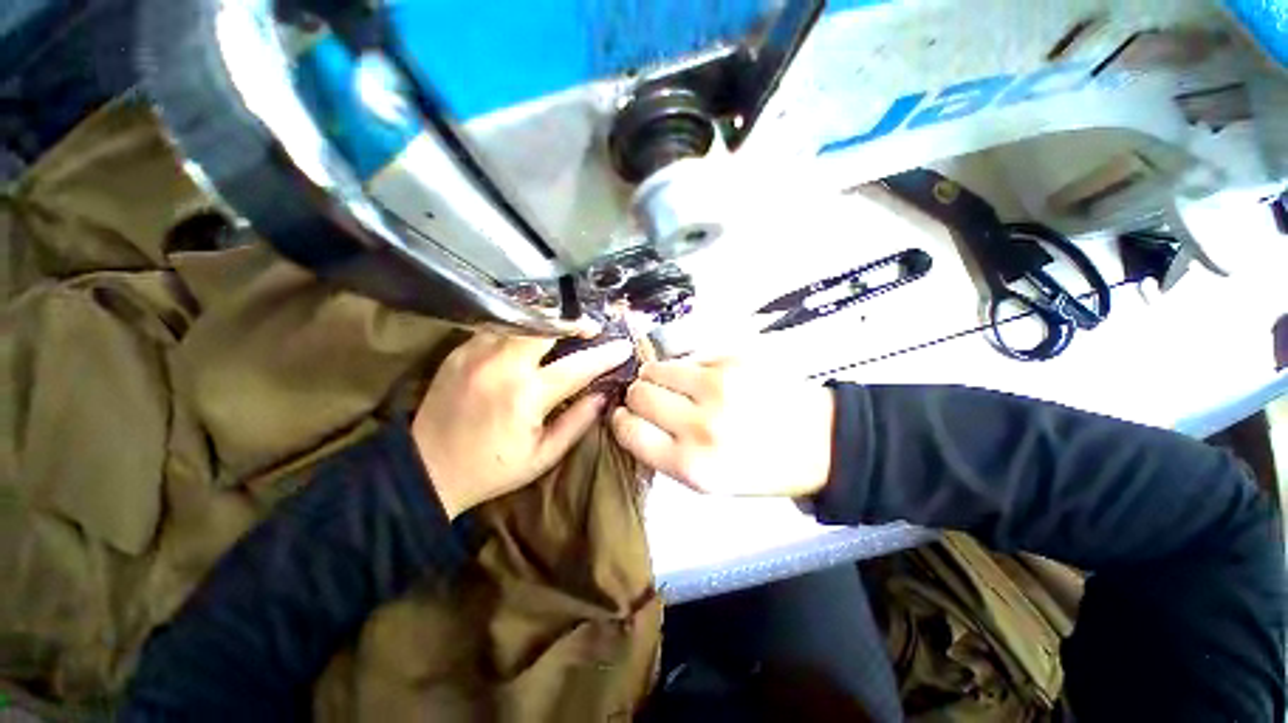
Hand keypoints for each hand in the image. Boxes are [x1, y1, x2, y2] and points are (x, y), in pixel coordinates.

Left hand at [412, 334, 632, 518]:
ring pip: (521, 320)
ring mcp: (476, 354)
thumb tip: (603, 395)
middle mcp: (501, 366)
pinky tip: (527, 340)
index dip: (605, 355)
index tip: (623, 346)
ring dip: (547, 322)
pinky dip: (519, 328)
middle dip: (574, 323)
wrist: (426, 470)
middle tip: (590, 328)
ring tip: (563, 330)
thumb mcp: (543, 456)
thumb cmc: (492, 468)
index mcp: (525, 395)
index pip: (577, 366)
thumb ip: (577, 422)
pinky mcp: (459, 352)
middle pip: (546, 326)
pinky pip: (497, 328)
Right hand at [611, 357, 835, 496]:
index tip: (626, 415)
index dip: (622, 420)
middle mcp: (701, 424)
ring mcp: (719, 386)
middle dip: (638, 395)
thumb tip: (632, 419)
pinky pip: (689, 356)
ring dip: (658, 375)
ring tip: (677, 385)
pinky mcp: (734, 359)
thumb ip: (664, 452)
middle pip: (639, 392)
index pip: (628, 430)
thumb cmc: (761, 469)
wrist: (821, 442)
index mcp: (691, 465)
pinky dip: (688, 367)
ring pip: (657, 367)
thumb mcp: (708, 482)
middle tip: (654, 399)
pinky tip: (706, 378)